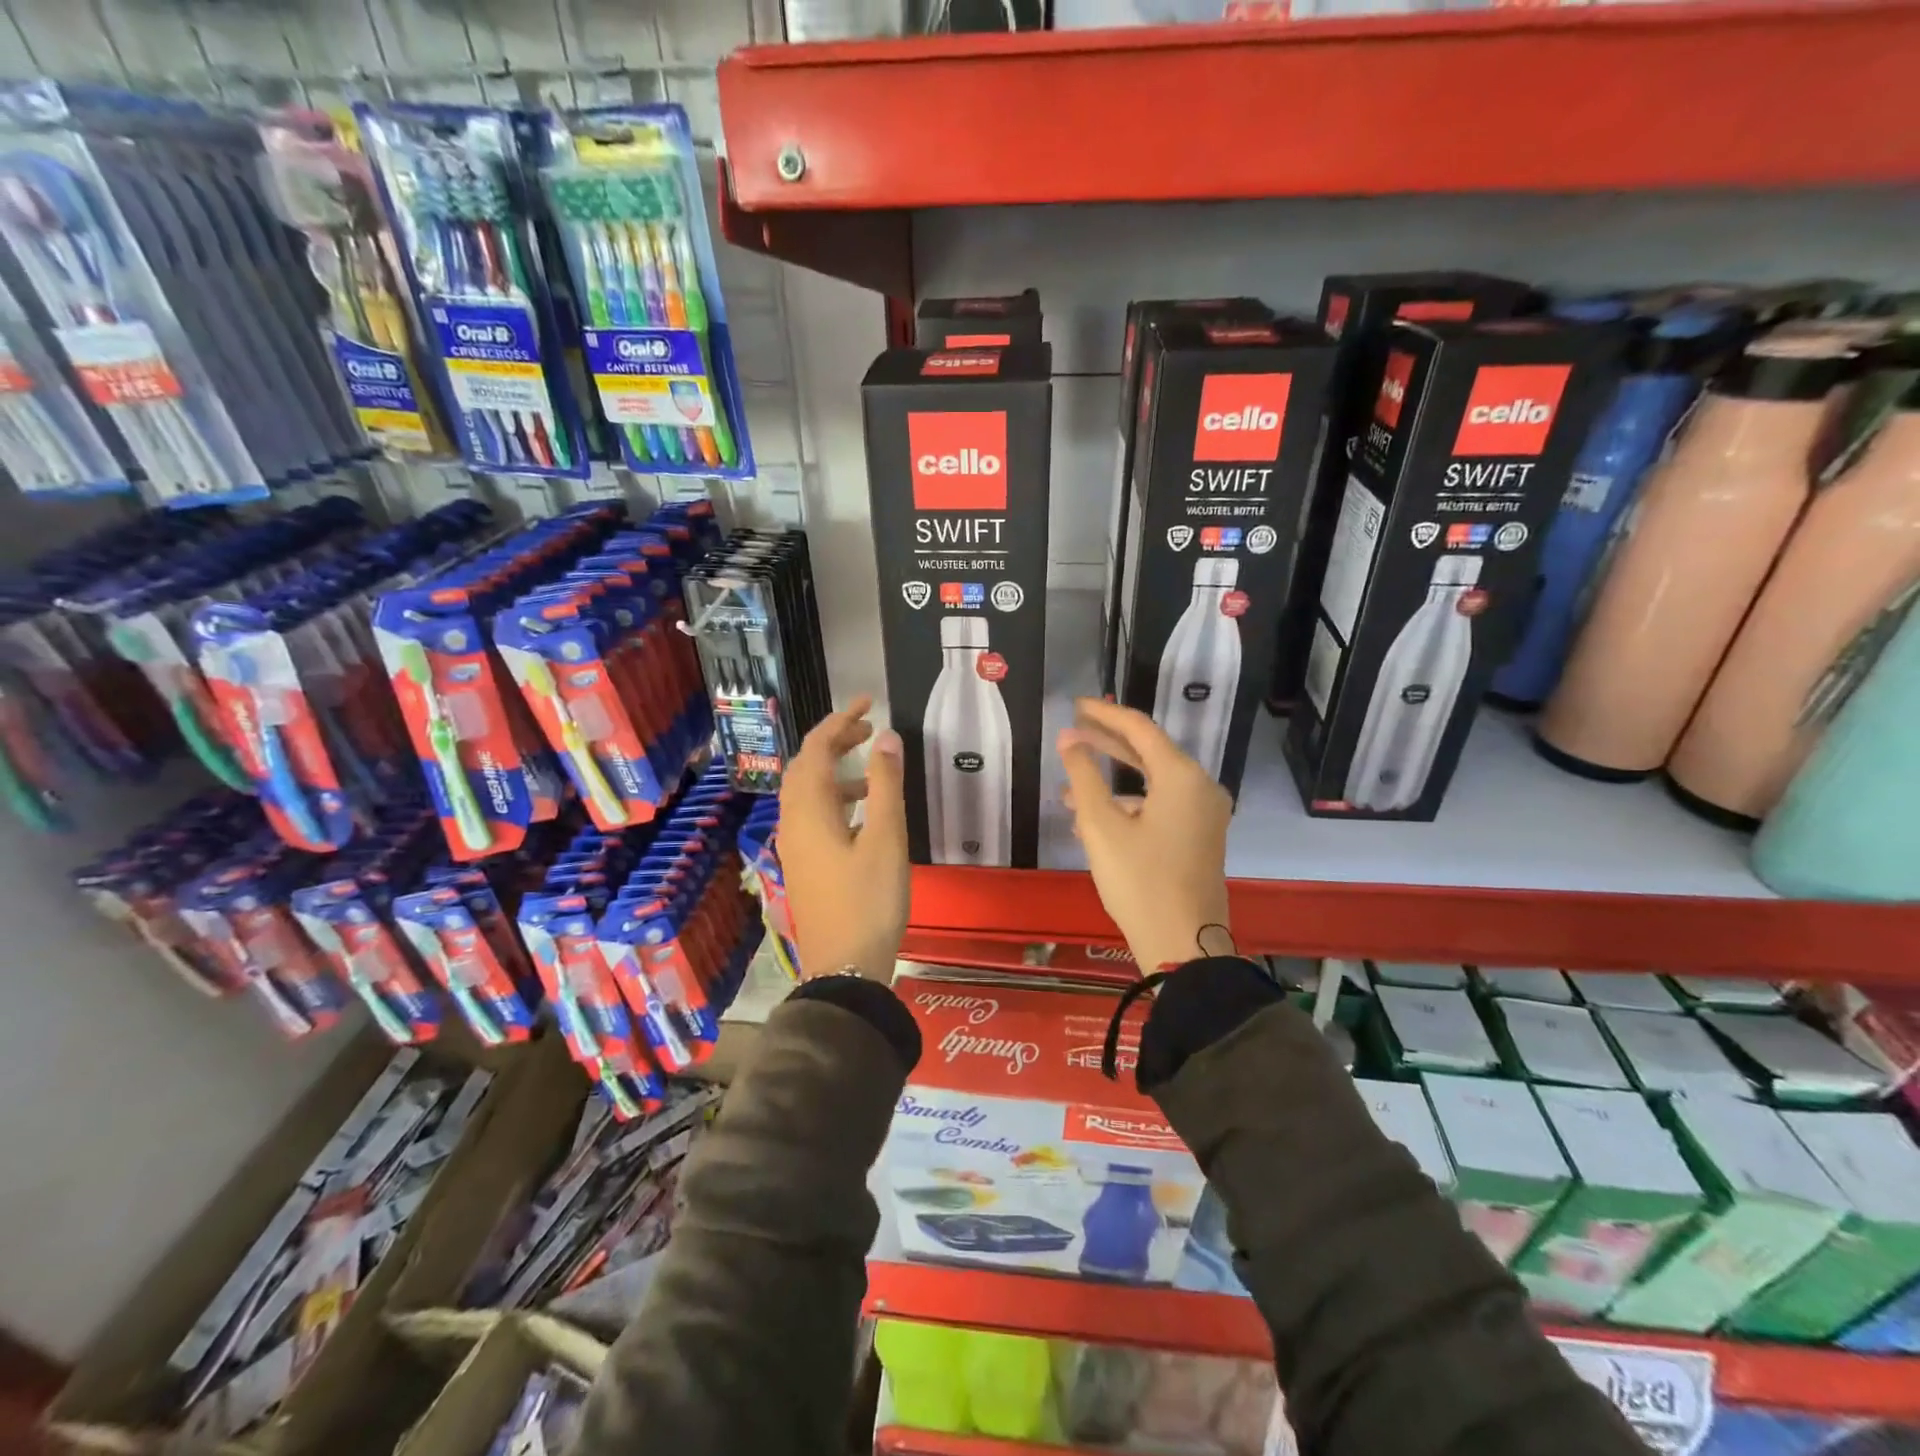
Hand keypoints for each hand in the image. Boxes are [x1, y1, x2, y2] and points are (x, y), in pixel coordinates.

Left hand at [778, 695, 909, 980]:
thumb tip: (886, 736)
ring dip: (836, 771)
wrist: (845, 967)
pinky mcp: (804, 864)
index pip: (816, 748)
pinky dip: (835, 799)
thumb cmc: (869, 900)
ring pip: (808, 792)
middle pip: (807, 767)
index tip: (869, 701)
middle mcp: (793, 821)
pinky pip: (813, 815)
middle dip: (835, 741)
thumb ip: (885, 784)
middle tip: (870, 729)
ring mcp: (794, 845)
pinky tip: (863, 813)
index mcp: (809, 810)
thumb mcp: (886, 838)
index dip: (840, 719)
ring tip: (873, 770)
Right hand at [1057, 698, 1232, 970]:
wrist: (1183, 945)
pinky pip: (1160, 806)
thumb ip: (1083, 776)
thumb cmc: (1139, 881)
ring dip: (1112, 783)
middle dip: (1106, 744)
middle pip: (1148, 752)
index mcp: (1182, 777)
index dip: (1104, 714)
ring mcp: (1204, 814)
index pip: (1139, 728)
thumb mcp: (1101, 826)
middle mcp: (1200, 788)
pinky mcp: (1199, 837)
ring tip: (1069, 791)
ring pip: (1152, 783)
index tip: (1075, 705)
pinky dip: (1128, 806)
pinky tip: (1093, 824)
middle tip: (1071, 732)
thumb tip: (1068, 739)